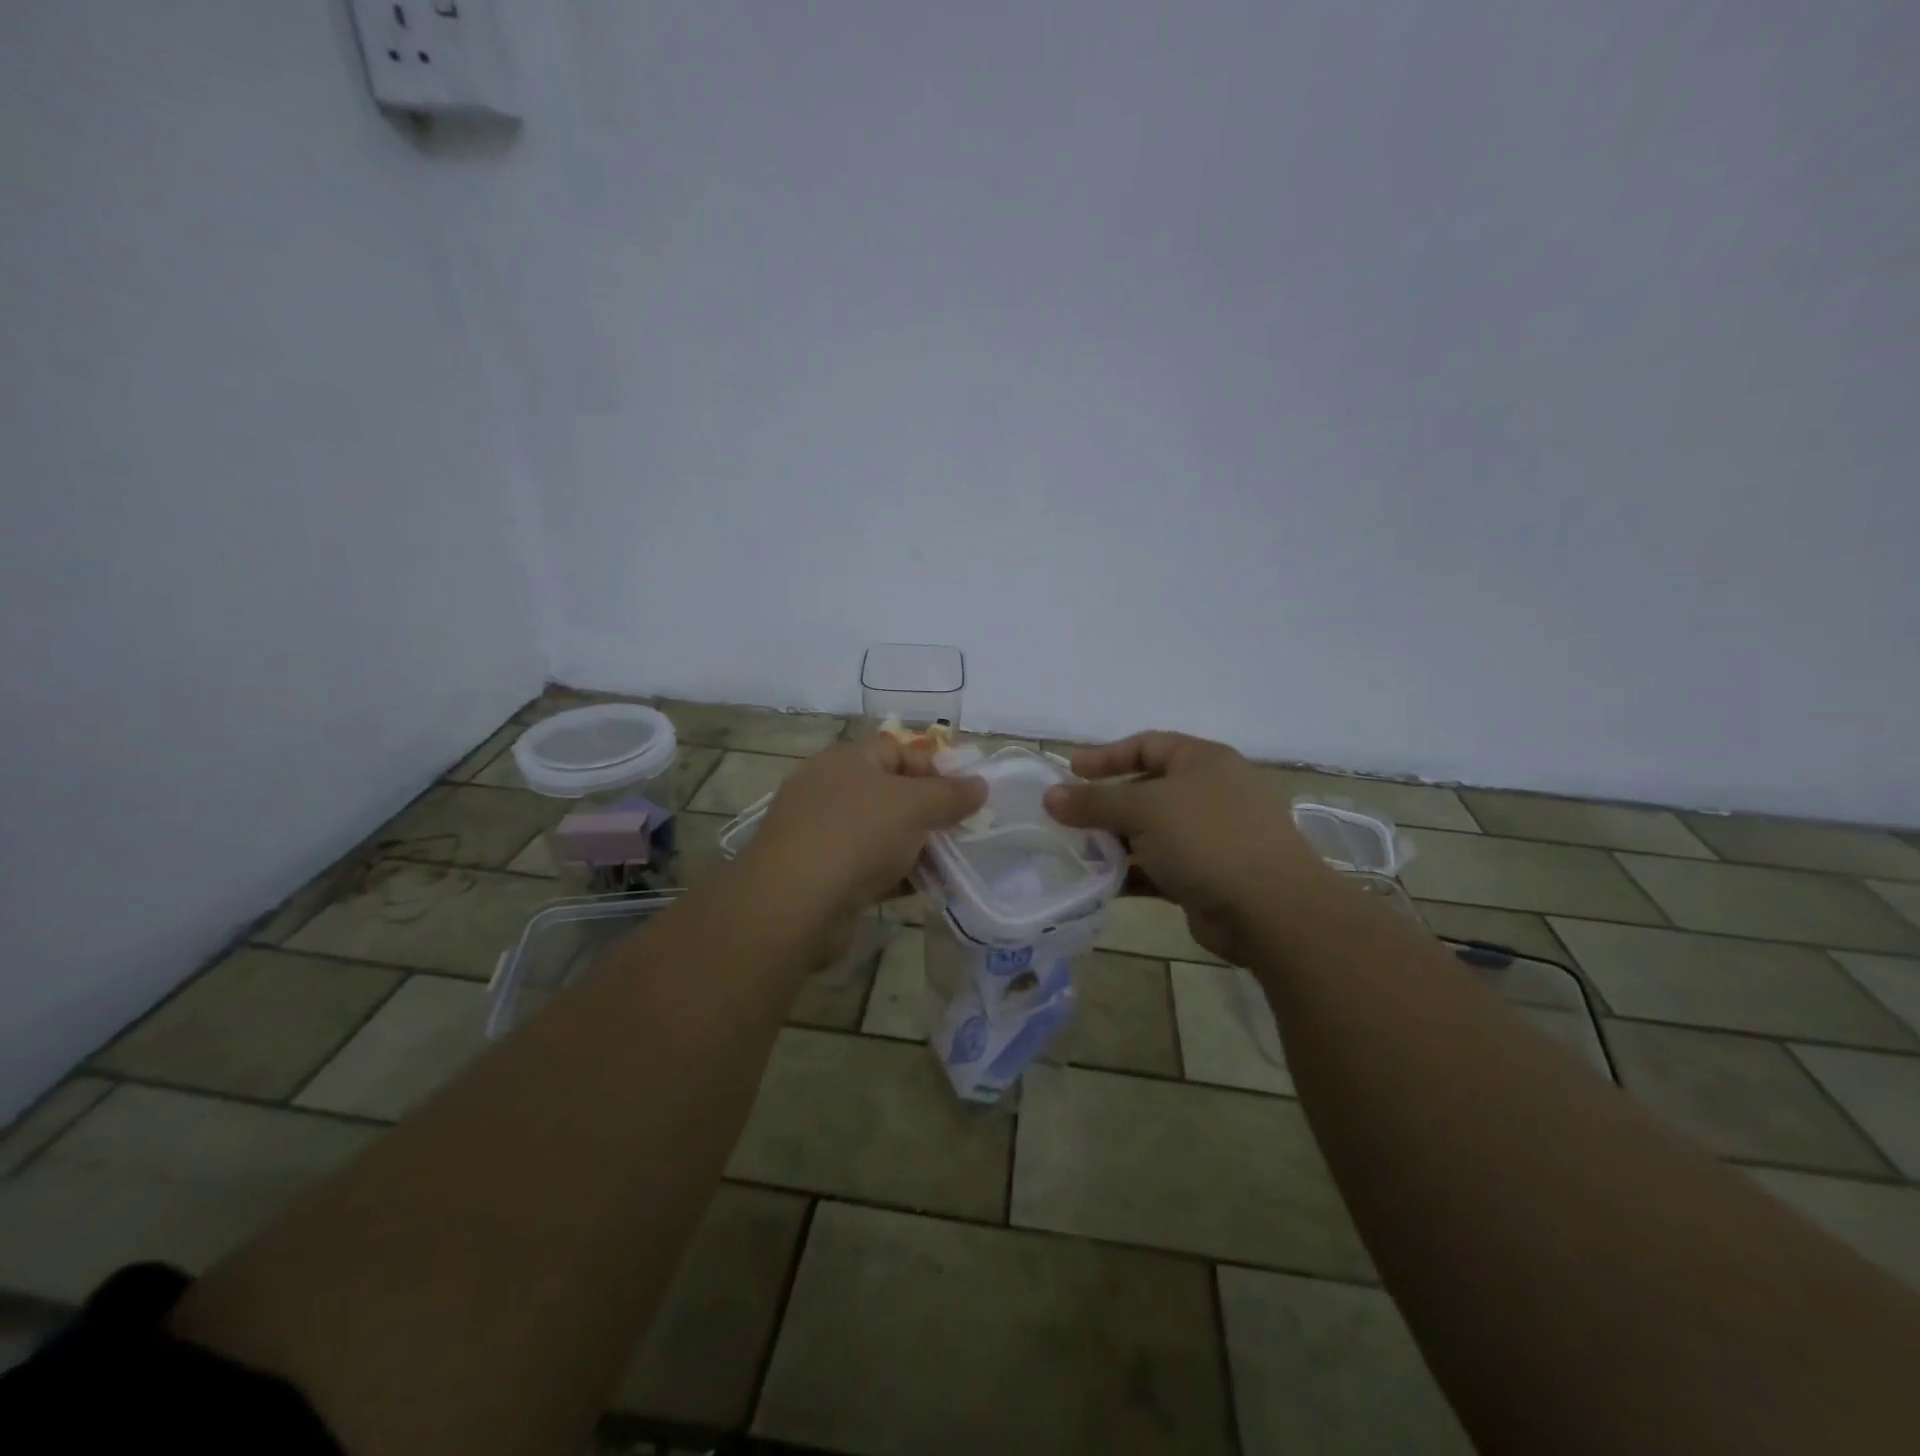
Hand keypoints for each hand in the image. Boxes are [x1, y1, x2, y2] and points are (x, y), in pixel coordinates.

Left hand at [736, 736, 985, 950]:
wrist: (792, 907)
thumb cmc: (856, 837)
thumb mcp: (913, 806)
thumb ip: (951, 794)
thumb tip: (980, 785)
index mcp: (845, 761)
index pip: (897, 750)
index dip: (933, 768)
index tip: (964, 796)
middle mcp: (829, 791)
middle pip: (891, 793)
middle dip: (929, 813)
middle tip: (961, 833)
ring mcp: (822, 835)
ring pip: (882, 833)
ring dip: (916, 848)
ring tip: (949, 866)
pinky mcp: (821, 875)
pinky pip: (868, 867)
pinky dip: (895, 875)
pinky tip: (923, 889)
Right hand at [1044, 731, 1333, 963]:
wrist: (1270, 909)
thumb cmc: (1206, 838)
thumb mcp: (1143, 810)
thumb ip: (1093, 802)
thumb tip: (1049, 796)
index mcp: (1203, 761)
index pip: (1147, 745)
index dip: (1107, 756)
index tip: (1070, 771)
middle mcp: (1209, 793)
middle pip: (1147, 789)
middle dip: (1106, 804)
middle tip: (1068, 817)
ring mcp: (1212, 836)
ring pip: (1151, 831)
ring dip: (1116, 841)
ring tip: (1078, 852)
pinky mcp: (1208, 875)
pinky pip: (1160, 866)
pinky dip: (1133, 872)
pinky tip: (1102, 883)